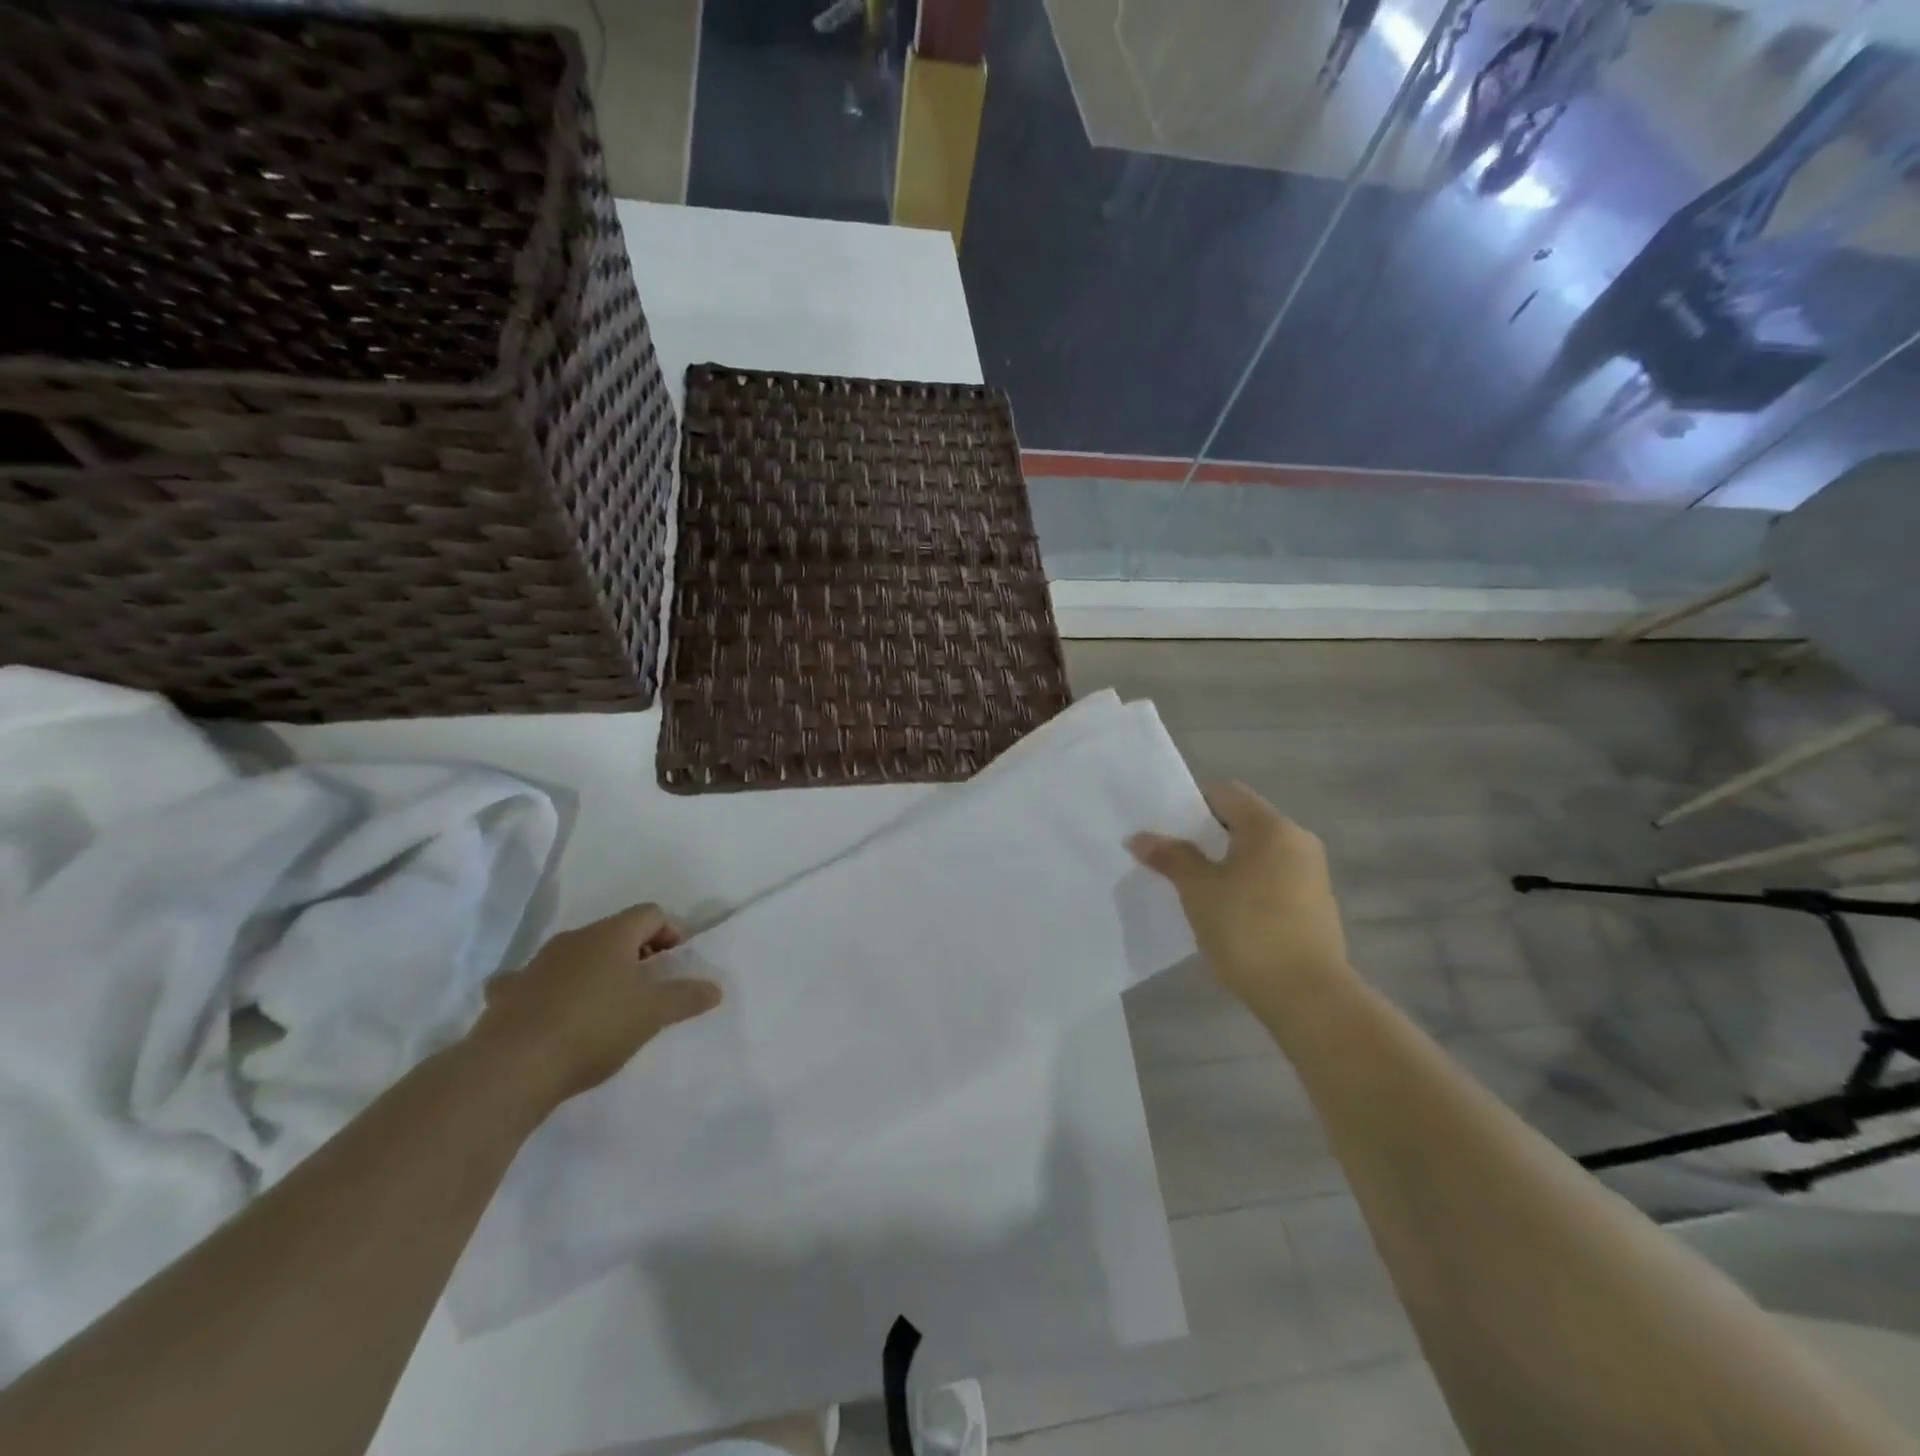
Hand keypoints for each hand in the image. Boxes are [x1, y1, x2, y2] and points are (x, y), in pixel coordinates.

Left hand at [470, 905, 721, 1107]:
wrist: (511, 1068)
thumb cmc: (594, 1028)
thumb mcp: (653, 1014)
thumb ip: (687, 997)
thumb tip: (715, 987)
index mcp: (612, 934)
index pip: (651, 913)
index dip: (670, 932)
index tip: (676, 963)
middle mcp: (574, 938)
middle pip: (615, 931)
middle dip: (636, 952)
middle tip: (649, 985)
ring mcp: (536, 963)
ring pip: (576, 954)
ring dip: (596, 970)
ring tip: (606, 1004)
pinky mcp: (507, 994)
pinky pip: (535, 980)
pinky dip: (550, 989)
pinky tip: (553, 1012)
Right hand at [1129, 783, 1351, 1012]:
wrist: (1308, 996)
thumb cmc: (1248, 930)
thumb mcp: (1199, 891)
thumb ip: (1171, 857)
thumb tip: (1139, 837)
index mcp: (1272, 827)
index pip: (1226, 794)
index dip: (1191, 804)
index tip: (1164, 827)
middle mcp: (1298, 841)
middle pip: (1243, 822)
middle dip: (1205, 835)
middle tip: (1170, 855)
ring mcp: (1311, 874)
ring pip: (1258, 853)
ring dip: (1225, 862)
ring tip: (1192, 885)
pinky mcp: (1315, 905)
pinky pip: (1272, 878)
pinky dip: (1246, 883)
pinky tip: (1224, 910)